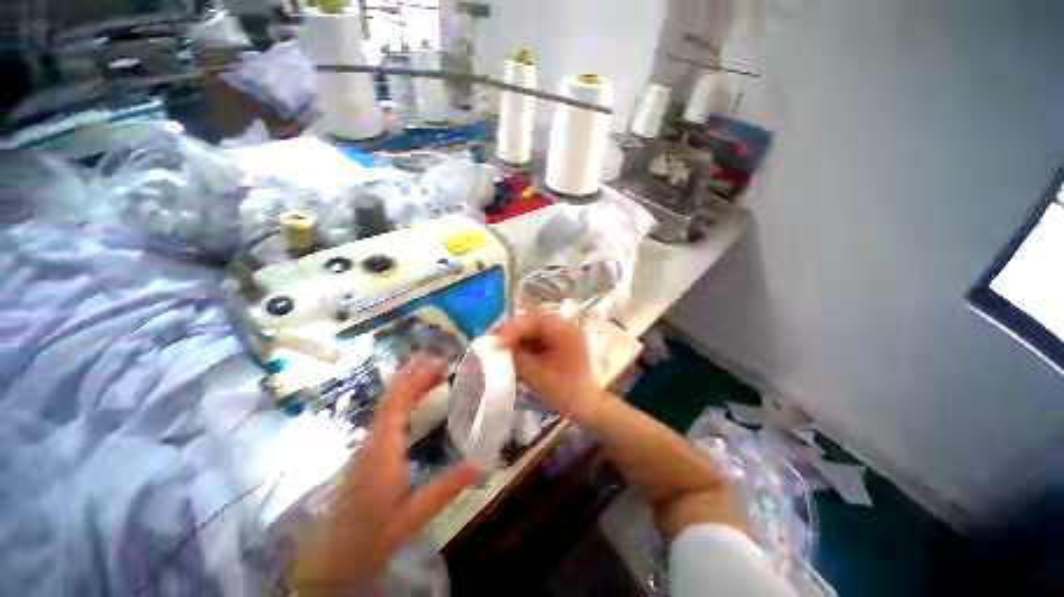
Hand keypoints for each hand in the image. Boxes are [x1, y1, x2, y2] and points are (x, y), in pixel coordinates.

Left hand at [293, 357, 479, 592]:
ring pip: (388, 404)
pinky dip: (405, 399)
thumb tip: (483, 464)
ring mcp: (369, 444)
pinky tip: (418, 399)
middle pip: (392, 398)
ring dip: (410, 385)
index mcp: (383, 450)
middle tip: (442, 361)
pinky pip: (388, 415)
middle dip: (415, 375)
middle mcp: (373, 440)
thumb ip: (448, 488)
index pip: (397, 404)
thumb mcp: (415, 515)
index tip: (438, 363)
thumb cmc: (374, 534)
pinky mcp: (370, 450)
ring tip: (435, 373)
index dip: (415, 379)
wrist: (336, 555)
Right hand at [496, 309, 604, 424]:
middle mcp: (565, 326)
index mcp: (565, 331)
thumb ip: (517, 356)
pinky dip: (525, 340)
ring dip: (519, 334)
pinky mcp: (558, 339)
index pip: (535, 318)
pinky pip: (538, 333)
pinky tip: (518, 351)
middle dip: (514, 328)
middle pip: (534, 317)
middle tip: (499, 341)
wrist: (585, 404)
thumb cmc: (564, 393)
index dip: (514, 327)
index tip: (498, 339)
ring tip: (506, 347)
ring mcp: (563, 331)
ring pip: (534, 324)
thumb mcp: (537, 375)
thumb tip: (498, 343)